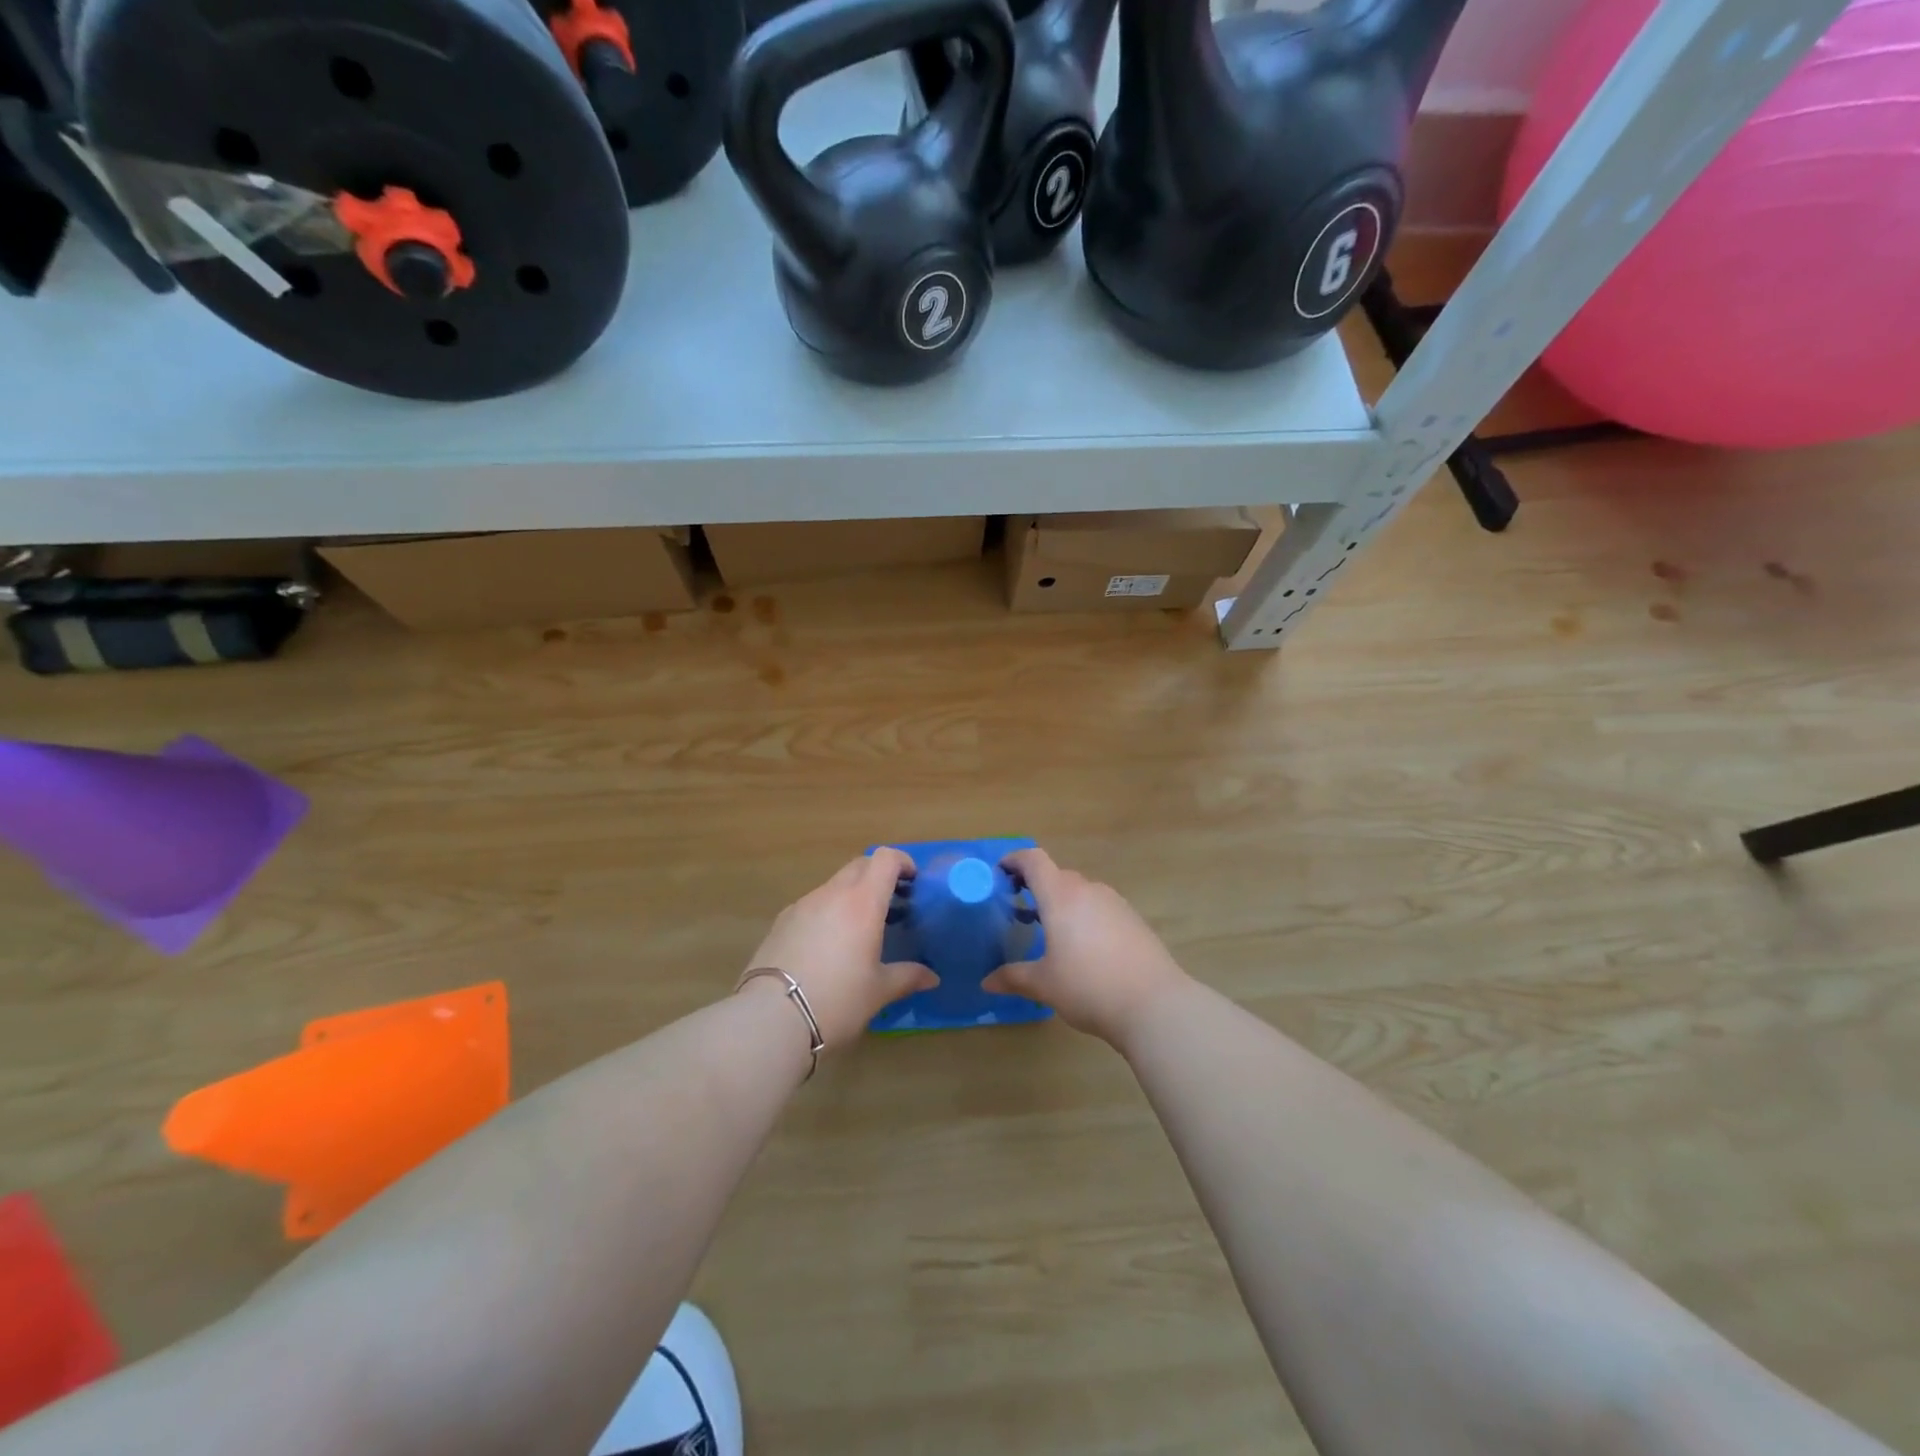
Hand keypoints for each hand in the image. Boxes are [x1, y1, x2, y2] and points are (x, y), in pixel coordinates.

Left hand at [741, 848, 936, 1048]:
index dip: (902, 862)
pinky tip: (827, 946)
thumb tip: (932, 977)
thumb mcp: (878, 991)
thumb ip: (907, 977)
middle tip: (891, 904)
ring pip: (834, 885)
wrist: (771, 1019)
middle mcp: (832, 894)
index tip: (913, 882)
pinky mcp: (781, 921)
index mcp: (863, 902)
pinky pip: (813, 904)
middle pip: (860, 865)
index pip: (885, 859)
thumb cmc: (837, 1000)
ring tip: (859, 929)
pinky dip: (828, 911)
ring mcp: (803, 904)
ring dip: (852, 895)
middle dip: (878, 876)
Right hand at [982, 848, 1190, 1046]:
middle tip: (1020, 911)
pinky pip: (1101, 907)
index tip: (1000, 874)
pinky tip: (1085, 949)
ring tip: (1052, 932)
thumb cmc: (1089, 987)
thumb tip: (987, 982)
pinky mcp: (1134, 919)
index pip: (1033, 860)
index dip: (1014, 860)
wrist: (1155, 1004)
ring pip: (1081, 892)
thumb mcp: (1044, 985)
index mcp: (1061, 897)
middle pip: (1057, 875)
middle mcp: (1088, 890)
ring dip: (1063, 903)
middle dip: (1036, 887)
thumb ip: (1013, 978)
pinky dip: (1085, 916)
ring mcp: (1115, 903)